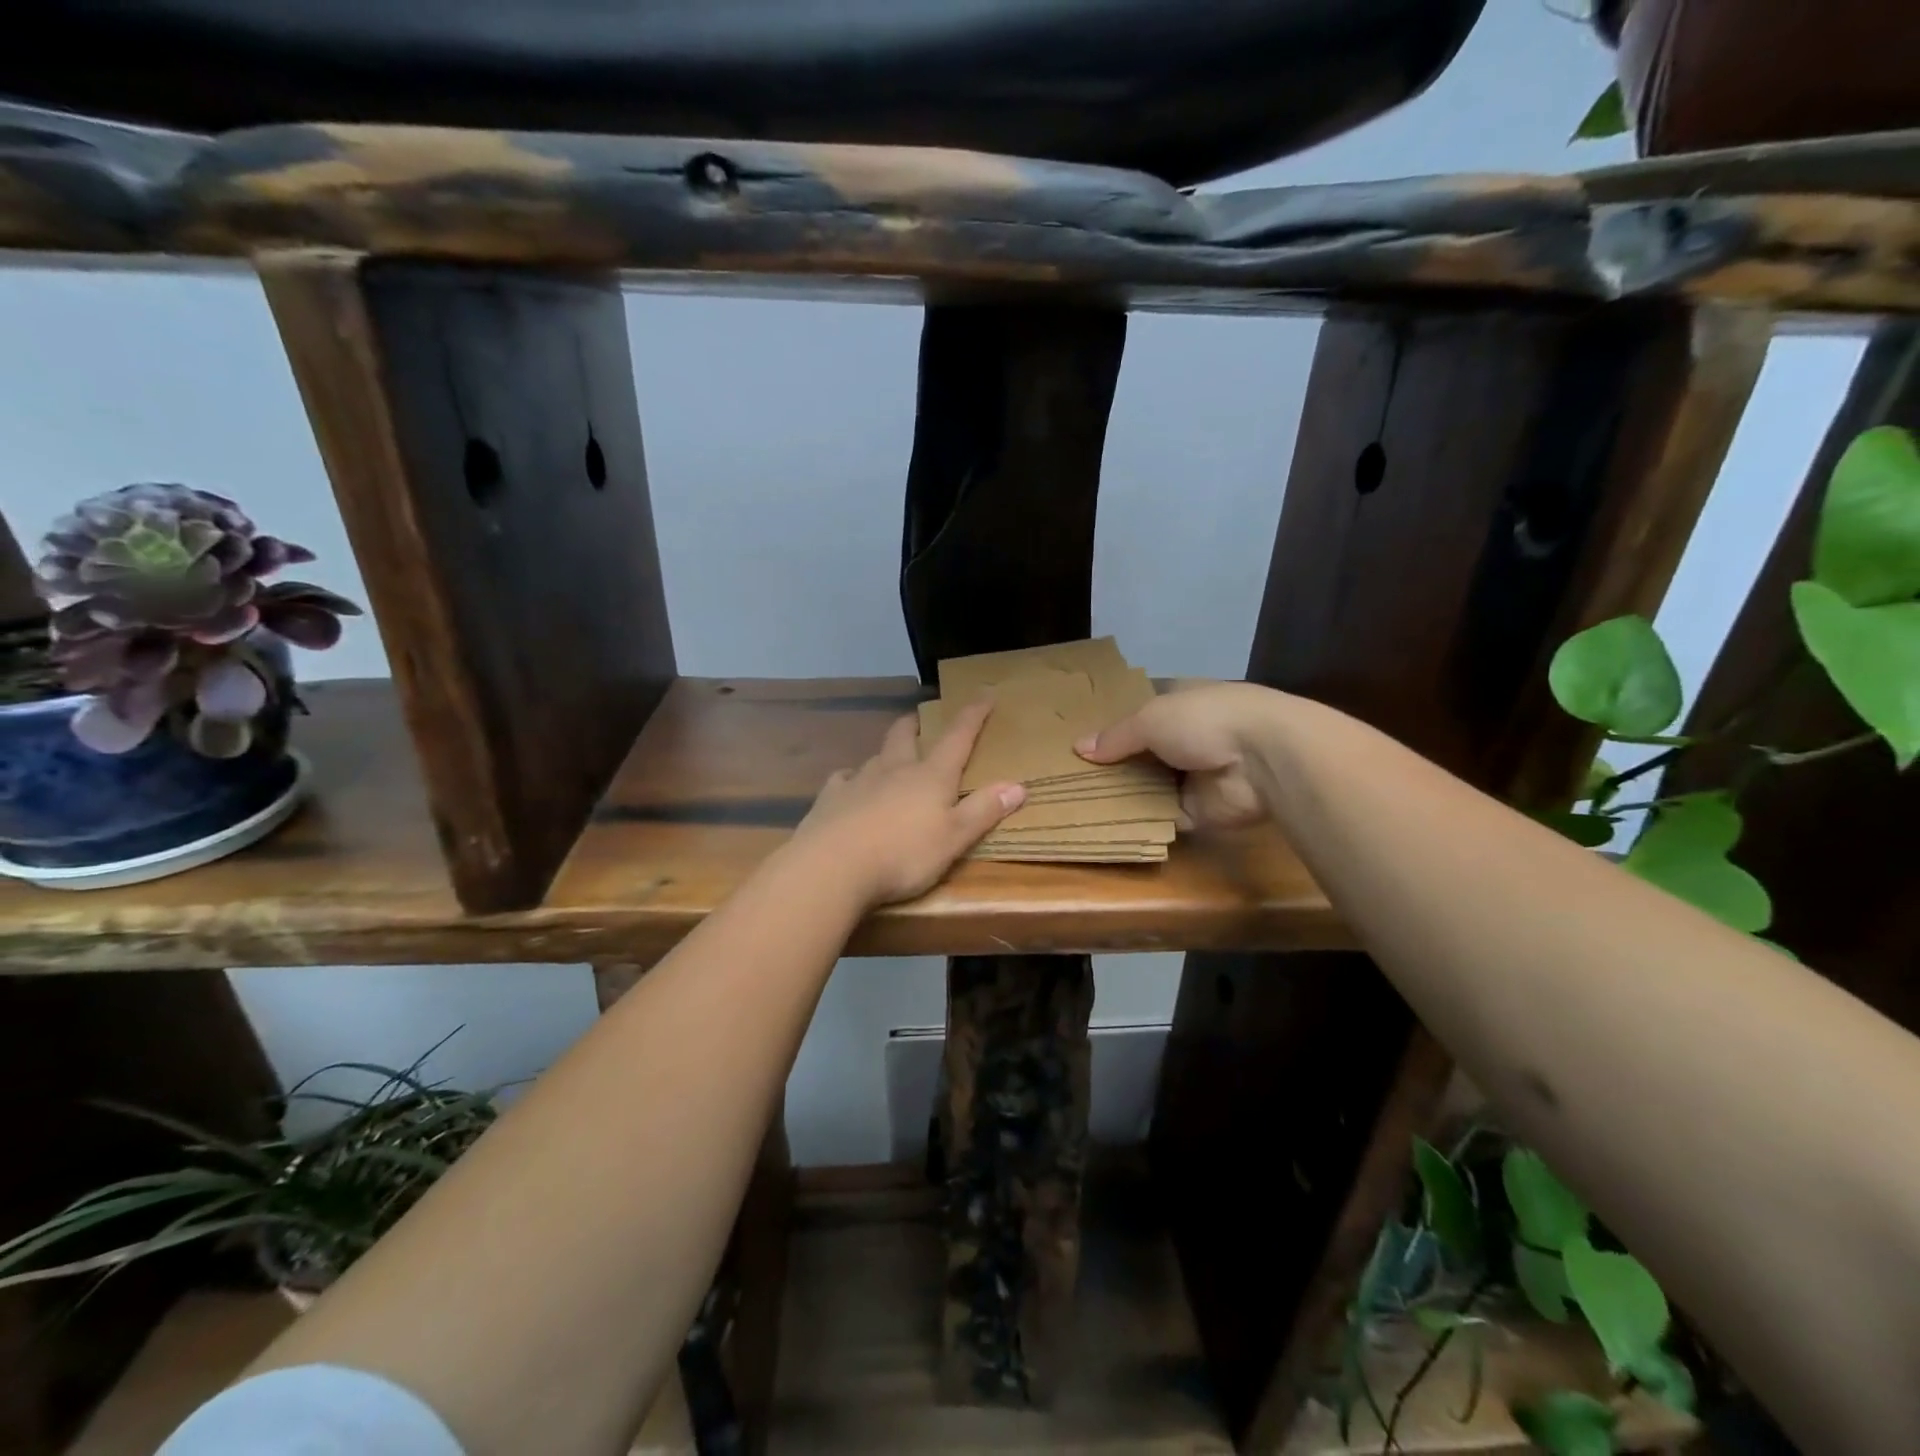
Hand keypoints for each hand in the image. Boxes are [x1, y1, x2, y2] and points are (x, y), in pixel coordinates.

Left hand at [792, 700, 1025, 908]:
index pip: (957, 737)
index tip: (984, 692)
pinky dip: (851, 778)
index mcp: (930, 776)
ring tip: (891, 758)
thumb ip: (984, 811)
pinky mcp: (830, 798)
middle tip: (920, 718)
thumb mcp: (954, 838)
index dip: (973, 714)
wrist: (833, 867)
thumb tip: (1018, 785)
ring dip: (886, 752)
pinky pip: (843, 779)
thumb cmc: (903, 854)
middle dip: (916, 724)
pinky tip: (849, 786)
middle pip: (904, 735)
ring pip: (875, 755)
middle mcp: (894, 769)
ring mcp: (858, 780)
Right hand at [1076, 681, 1276, 831]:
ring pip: (1148, 785)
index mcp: (1179, 702)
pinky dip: (1139, 821)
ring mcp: (1193, 775)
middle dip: (1111, 761)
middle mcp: (1186, 736)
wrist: (1263, 760)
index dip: (1111, 718)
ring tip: (1075, 802)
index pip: (1139, 707)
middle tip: (1067, 774)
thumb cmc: (1204, 720)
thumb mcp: (1150, 718)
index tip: (1077, 732)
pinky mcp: (1198, 810)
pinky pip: (1161, 816)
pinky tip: (1103, 825)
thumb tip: (1079, 748)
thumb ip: (1116, 736)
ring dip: (1122, 794)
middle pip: (1141, 750)